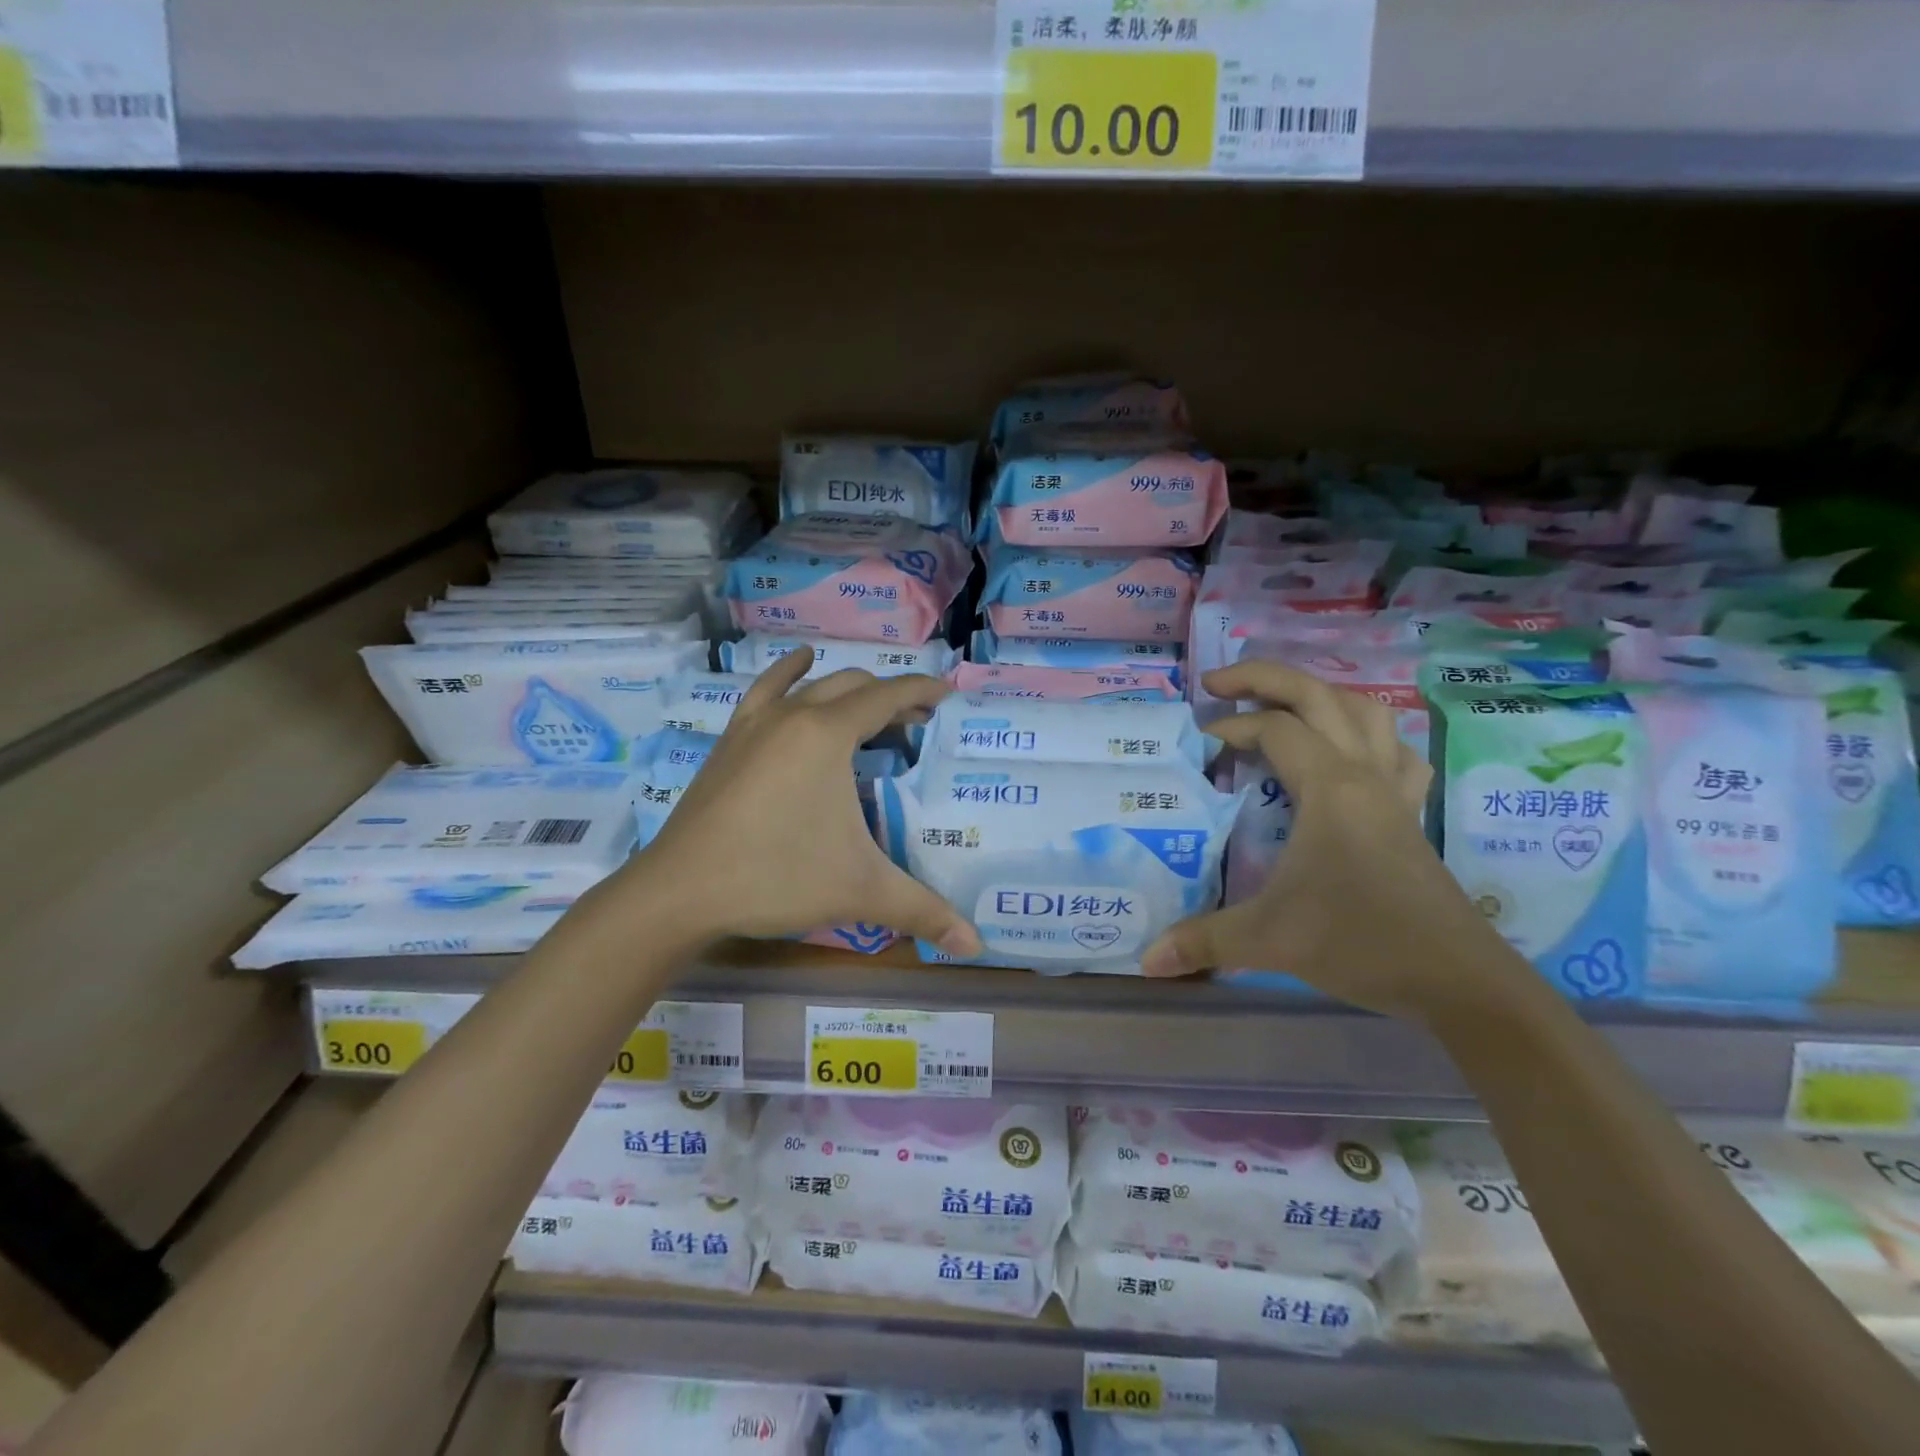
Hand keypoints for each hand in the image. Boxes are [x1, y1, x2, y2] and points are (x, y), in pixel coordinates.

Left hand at [619, 649, 982, 954]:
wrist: (680, 890)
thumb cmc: (776, 877)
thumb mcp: (860, 891)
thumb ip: (923, 911)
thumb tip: (977, 945)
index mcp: (827, 735)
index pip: (887, 696)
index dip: (921, 691)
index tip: (947, 694)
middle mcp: (792, 716)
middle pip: (852, 686)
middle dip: (890, 696)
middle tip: (917, 722)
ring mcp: (755, 724)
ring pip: (811, 685)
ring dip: (847, 688)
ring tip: (870, 705)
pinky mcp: (730, 740)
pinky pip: (765, 691)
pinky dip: (789, 673)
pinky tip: (800, 663)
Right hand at [1140, 661, 1519, 1019]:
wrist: (1459, 980)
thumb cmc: (1361, 941)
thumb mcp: (1270, 939)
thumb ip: (1203, 940)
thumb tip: (1147, 959)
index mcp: (1330, 788)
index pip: (1275, 729)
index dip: (1230, 728)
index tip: (1198, 748)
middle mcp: (1364, 775)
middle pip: (1320, 696)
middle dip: (1266, 678)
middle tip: (1218, 684)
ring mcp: (1394, 793)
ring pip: (1366, 713)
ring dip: (1320, 697)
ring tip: (1280, 708)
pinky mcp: (1410, 816)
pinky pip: (1394, 752)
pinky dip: (1366, 737)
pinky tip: (1346, 757)